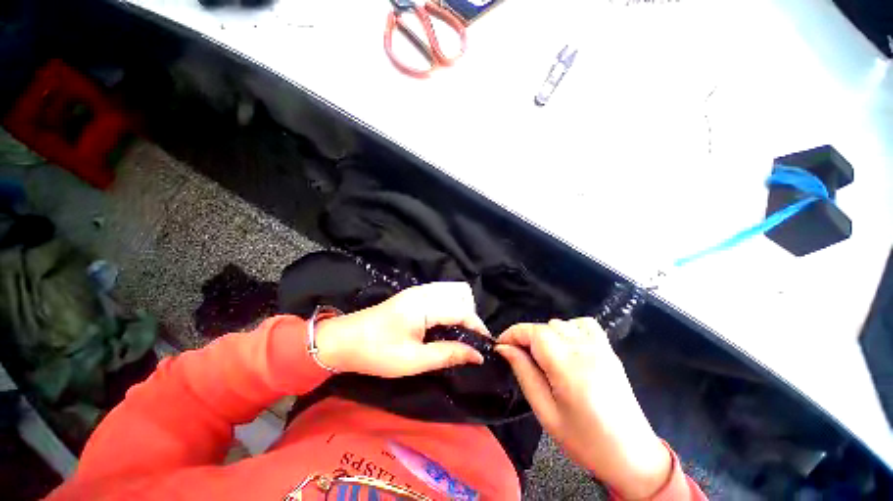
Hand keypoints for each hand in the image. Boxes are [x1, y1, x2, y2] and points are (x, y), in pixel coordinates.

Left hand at [314, 282, 489, 377]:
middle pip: (459, 299)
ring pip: (450, 296)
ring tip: (461, 336)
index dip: (477, 327)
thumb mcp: (414, 360)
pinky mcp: (411, 296)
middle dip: (470, 319)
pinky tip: (444, 326)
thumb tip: (476, 355)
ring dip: (460, 314)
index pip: (462, 311)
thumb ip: (448, 354)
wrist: (342, 340)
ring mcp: (416, 292)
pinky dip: (448, 310)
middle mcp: (423, 293)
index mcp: (425, 306)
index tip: (486, 345)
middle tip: (472, 342)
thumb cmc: (377, 352)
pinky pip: (439, 297)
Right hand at [496, 319, 671, 499]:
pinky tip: (566, 346)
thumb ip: (524, 373)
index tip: (501, 345)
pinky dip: (568, 329)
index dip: (513, 333)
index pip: (534, 332)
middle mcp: (586, 350)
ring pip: (561, 323)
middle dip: (526, 337)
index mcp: (569, 368)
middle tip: (520, 358)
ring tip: (543, 357)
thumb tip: (504, 348)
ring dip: (545, 335)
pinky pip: (583, 324)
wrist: (632, 455)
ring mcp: (600, 347)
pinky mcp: (609, 350)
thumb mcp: (545, 413)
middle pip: (545, 326)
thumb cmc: (584, 441)